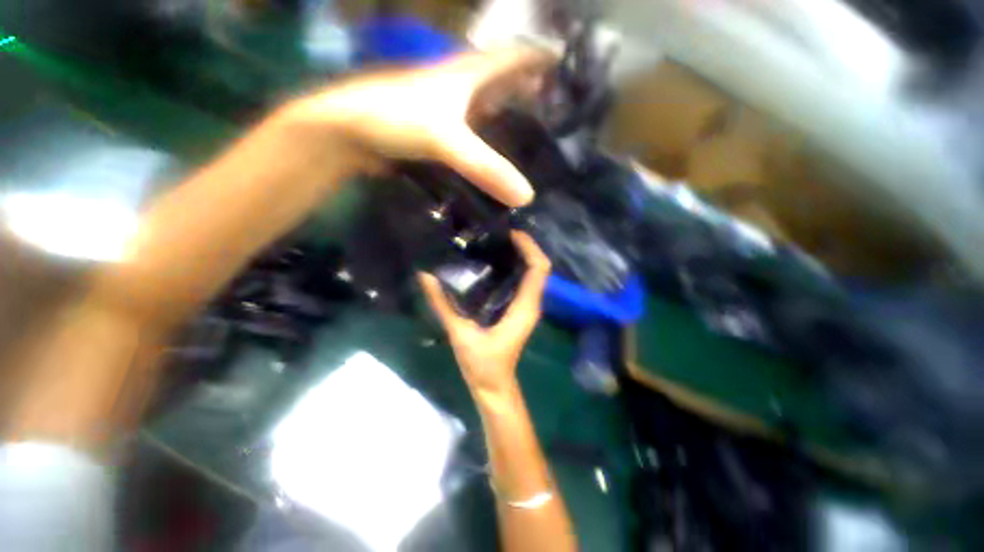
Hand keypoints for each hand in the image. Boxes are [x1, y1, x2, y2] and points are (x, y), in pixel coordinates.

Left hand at [291, 47, 554, 206]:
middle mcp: (461, 86)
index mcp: (468, 74)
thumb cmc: (394, 117)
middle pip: (503, 81)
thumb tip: (527, 196)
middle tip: (557, 107)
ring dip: (509, 113)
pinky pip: (472, 131)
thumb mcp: (445, 138)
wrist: (346, 130)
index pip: (514, 56)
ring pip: (488, 106)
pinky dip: (487, 137)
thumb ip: (486, 166)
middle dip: (529, 88)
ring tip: (535, 130)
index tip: (565, 65)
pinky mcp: (437, 131)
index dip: (539, 57)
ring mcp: (448, 110)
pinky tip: (497, 150)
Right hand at [418, 231, 550, 394]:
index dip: (529, 247)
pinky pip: (525, 282)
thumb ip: (442, 304)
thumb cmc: (482, 365)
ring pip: (534, 274)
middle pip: (539, 268)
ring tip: (498, 242)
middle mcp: (531, 304)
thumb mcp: (460, 334)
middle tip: (502, 233)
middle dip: (527, 247)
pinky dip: (517, 267)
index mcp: (524, 308)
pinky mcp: (520, 310)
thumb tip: (425, 275)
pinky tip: (496, 262)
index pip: (538, 269)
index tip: (511, 233)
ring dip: (522, 256)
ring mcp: (527, 307)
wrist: (494, 386)